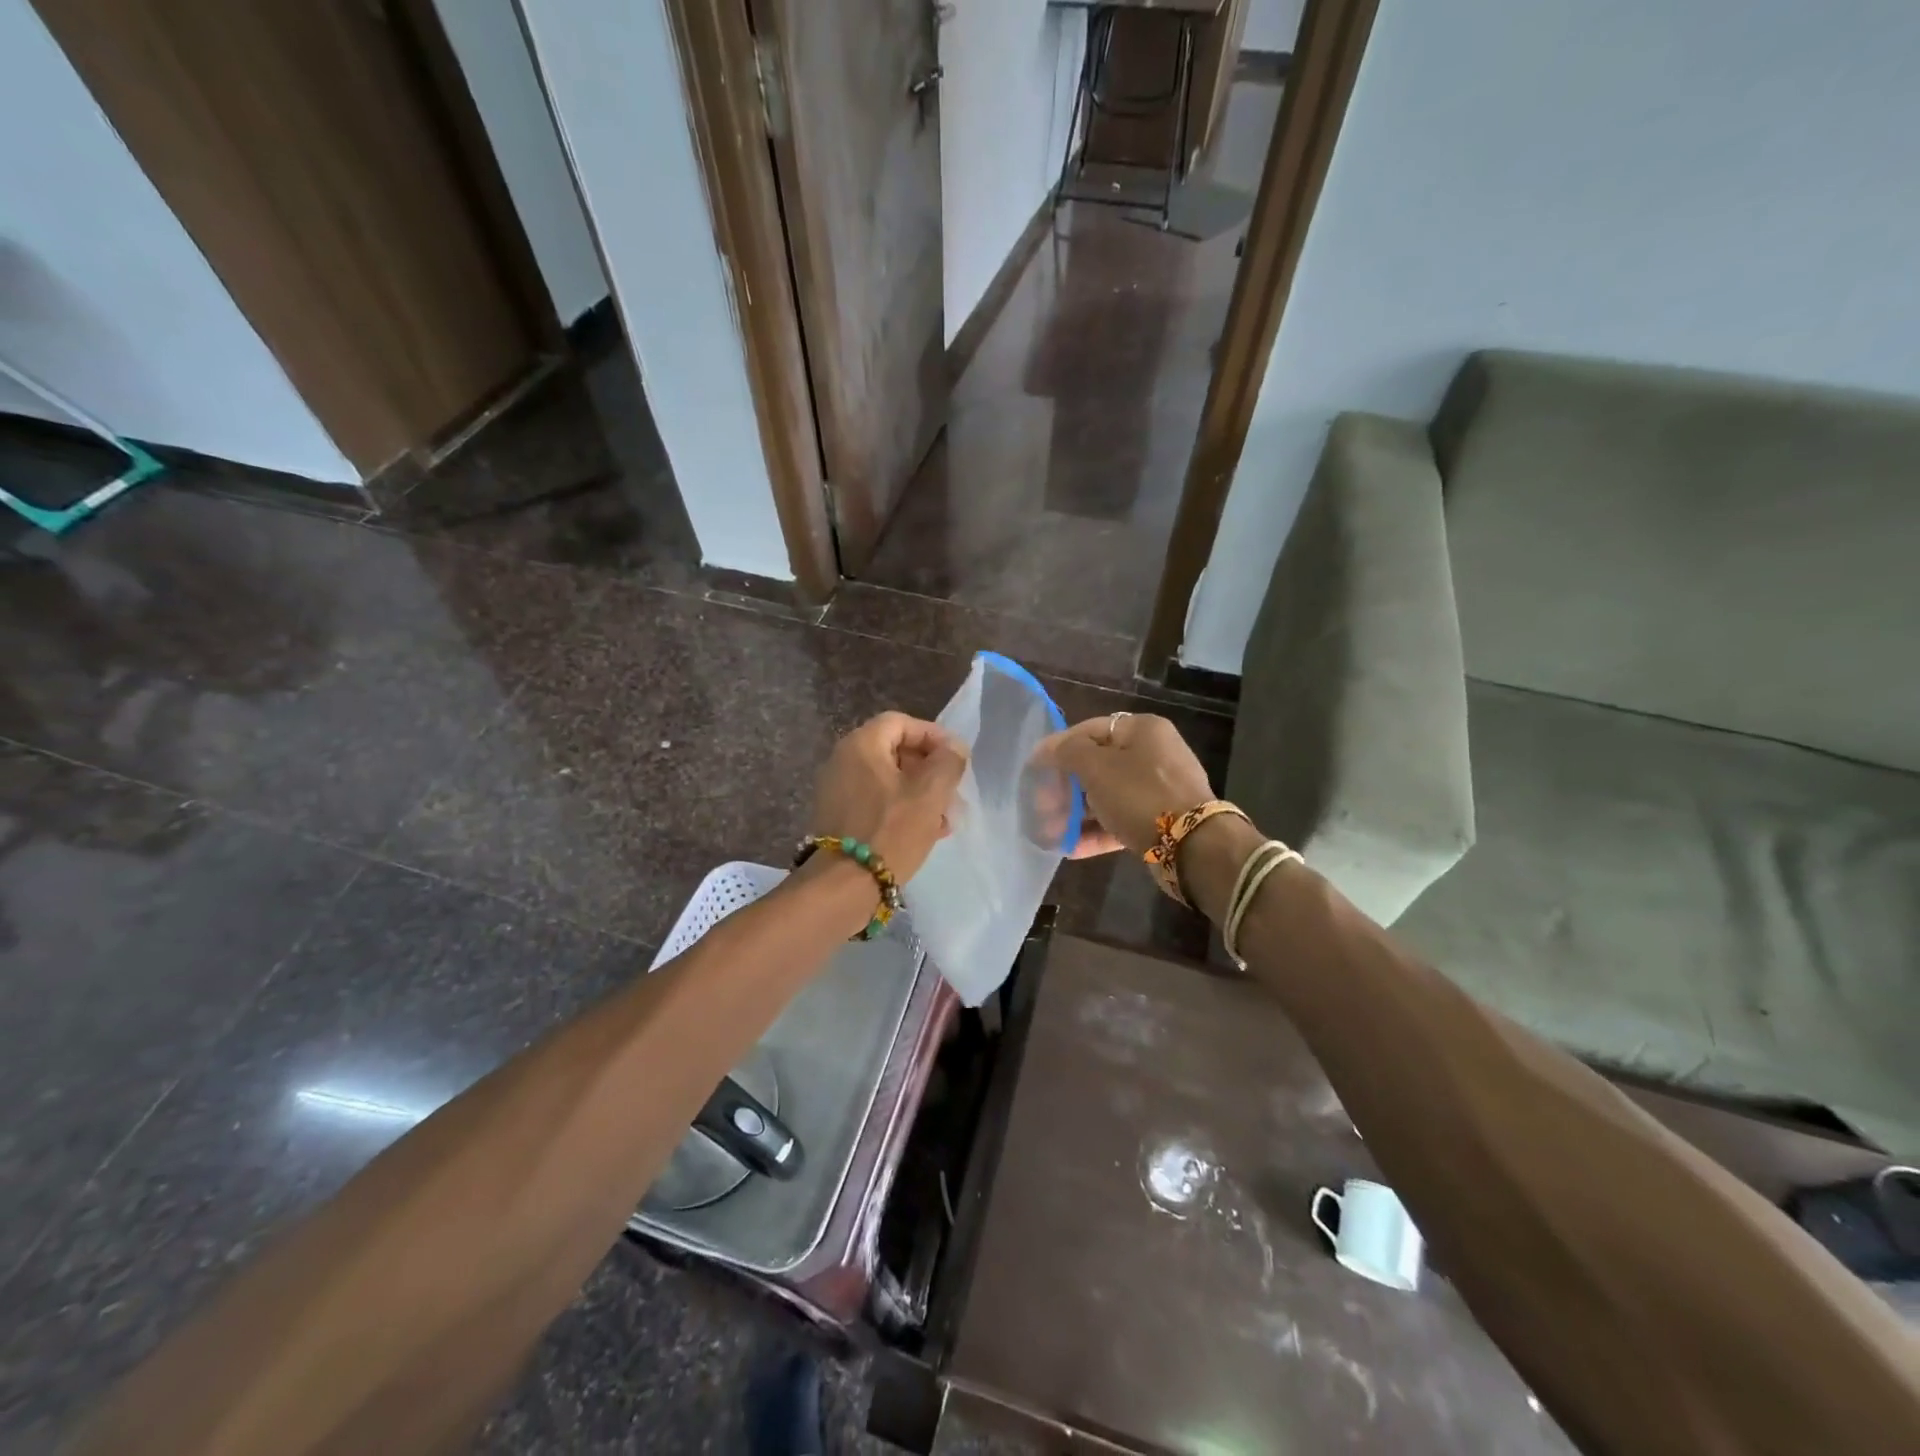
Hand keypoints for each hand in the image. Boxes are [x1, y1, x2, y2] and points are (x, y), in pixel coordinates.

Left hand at [810, 712, 967, 881]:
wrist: (844, 886)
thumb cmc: (890, 831)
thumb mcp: (930, 793)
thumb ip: (948, 762)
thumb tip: (953, 748)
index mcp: (861, 745)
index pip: (901, 723)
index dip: (933, 736)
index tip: (956, 759)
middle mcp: (842, 760)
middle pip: (894, 751)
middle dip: (929, 769)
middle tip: (953, 791)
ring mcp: (837, 790)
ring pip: (888, 779)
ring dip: (920, 792)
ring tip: (945, 818)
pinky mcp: (838, 817)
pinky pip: (875, 801)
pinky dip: (901, 808)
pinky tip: (925, 832)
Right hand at [1038, 712, 1213, 857]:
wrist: (1193, 846)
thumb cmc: (1139, 795)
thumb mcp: (1096, 767)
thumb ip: (1067, 752)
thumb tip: (1047, 749)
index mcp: (1141, 730)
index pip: (1088, 730)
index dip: (1057, 748)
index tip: (1033, 770)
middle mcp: (1153, 754)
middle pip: (1097, 765)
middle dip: (1064, 787)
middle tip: (1040, 806)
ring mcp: (1158, 789)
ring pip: (1107, 795)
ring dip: (1076, 813)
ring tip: (1050, 832)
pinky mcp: (1160, 820)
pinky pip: (1120, 819)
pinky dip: (1096, 831)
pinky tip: (1070, 848)